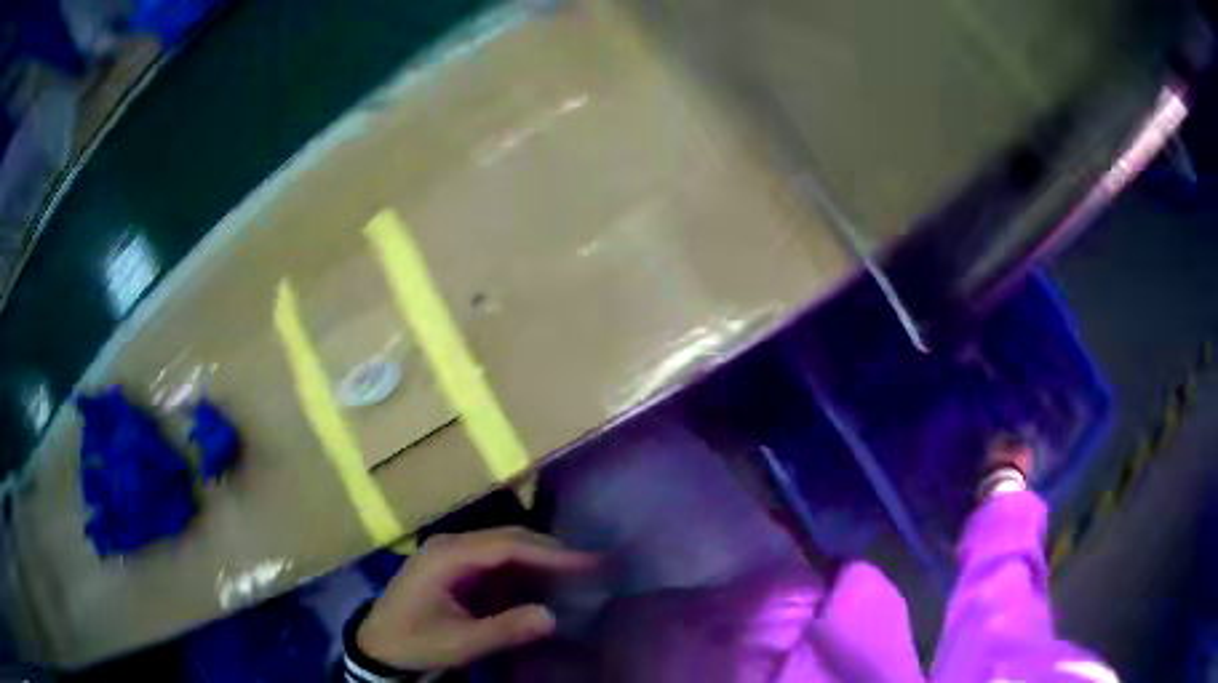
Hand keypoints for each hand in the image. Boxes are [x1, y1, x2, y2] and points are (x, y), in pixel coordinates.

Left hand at [357, 527, 597, 670]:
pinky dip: (525, 569)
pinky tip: (545, 581)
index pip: (506, 546)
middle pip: (509, 539)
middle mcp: (451, 546)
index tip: (587, 562)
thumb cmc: (415, 641)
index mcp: (447, 556)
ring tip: (578, 572)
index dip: (549, 552)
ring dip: (540, 558)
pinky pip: (497, 561)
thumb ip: (504, 630)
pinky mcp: (456, 568)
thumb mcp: (458, 642)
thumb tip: (552, 616)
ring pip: (505, 547)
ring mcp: (452, 554)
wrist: (379, 646)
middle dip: (551, 551)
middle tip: (592, 566)